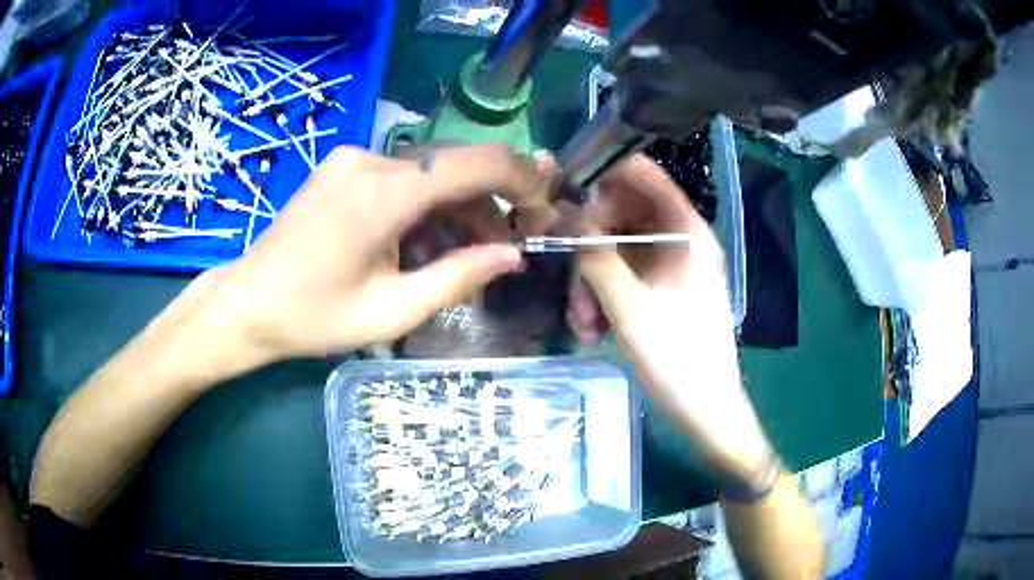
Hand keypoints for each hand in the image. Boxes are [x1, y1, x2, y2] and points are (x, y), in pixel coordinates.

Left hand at [197, 144, 552, 373]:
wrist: (247, 304)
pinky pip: (402, 178)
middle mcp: (371, 160)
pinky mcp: (343, 168)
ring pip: (430, 174)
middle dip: (490, 206)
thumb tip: (514, 255)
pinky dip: (426, 206)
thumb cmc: (313, 317)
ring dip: (457, 209)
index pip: (477, 163)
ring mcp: (353, 159)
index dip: (522, 181)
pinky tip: (424, 243)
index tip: (543, 212)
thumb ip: (459, 277)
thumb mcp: (392, 311)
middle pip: (455, 168)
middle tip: (508, 249)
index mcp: (384, 193)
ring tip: (468, 255)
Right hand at [571, 154, 772, 482]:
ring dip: (592, 280)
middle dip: (590, 246)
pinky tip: (593, 330)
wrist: (705, 409)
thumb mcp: (629, 307)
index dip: (603, 174)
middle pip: (623, 215)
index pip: (643, 175)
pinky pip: (625, 276)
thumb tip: (566, 214)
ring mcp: (670, 266)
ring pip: (618, 249)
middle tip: (571, 281)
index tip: (563, 191)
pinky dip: (604, 296)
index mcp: (686, 232)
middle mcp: (679, 240)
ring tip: (583, 322)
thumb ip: (596, 256)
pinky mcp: (662, 290)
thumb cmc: (676, 357)